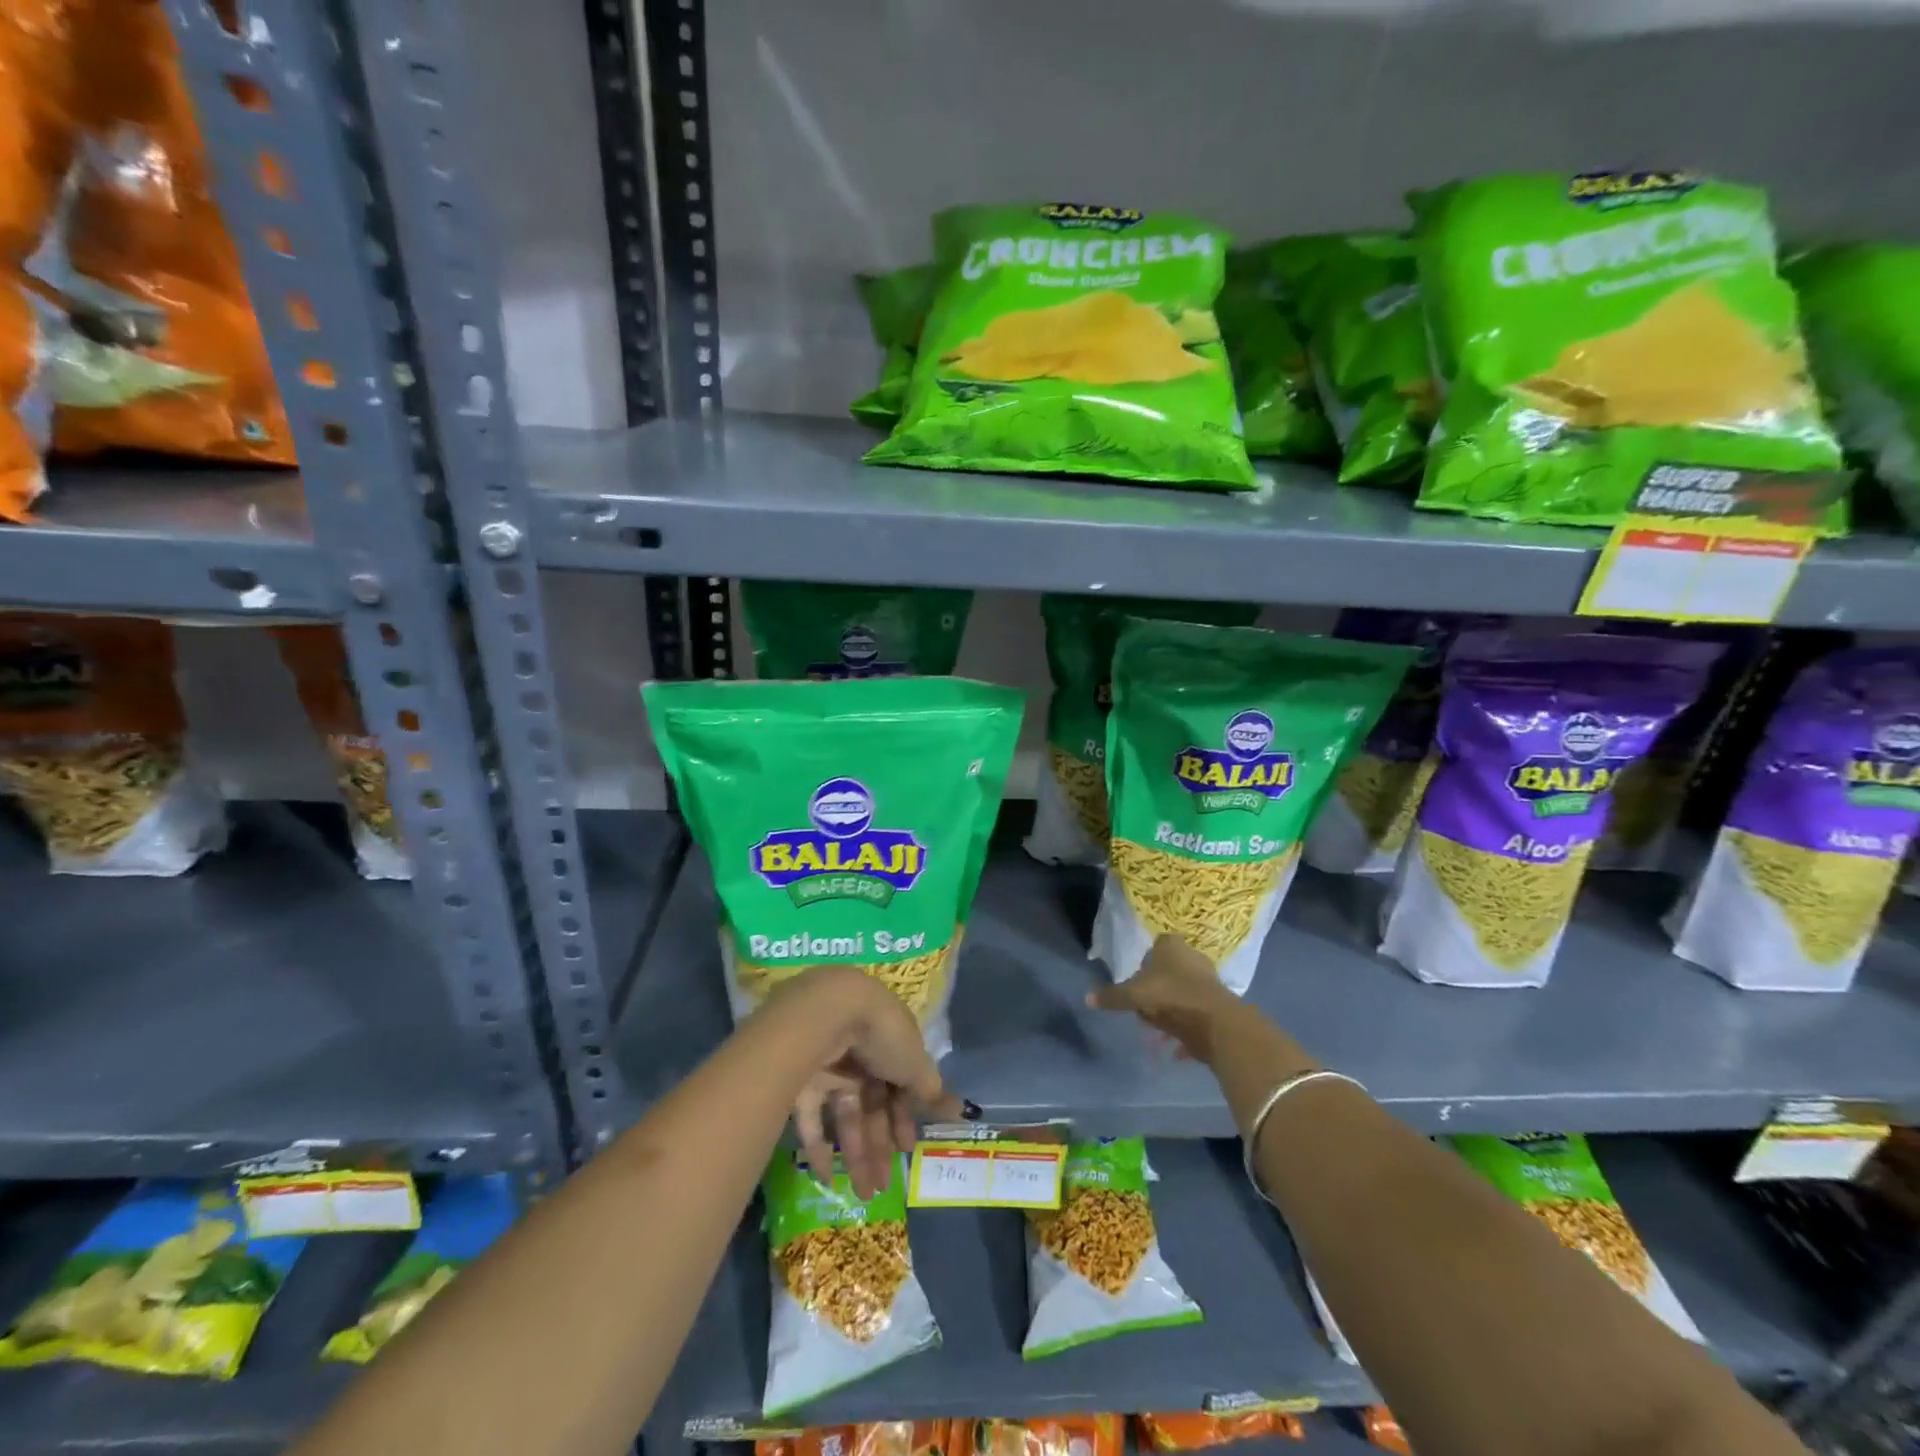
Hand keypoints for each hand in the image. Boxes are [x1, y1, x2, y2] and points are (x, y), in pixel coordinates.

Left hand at [767, 966, 963, 1198]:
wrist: (829, 1013)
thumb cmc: (882, 1034)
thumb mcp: (915, 1062)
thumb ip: (931, 1089)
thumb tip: (959, 1110)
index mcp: (888, 1046)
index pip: (898, 1087)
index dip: (903, 1119)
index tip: (907, 1149)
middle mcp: (859, 1057)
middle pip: (871, 1107)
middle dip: (879, 1147)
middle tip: (883, 1188)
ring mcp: (829, 1069)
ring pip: (845, 1117)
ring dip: (855, 1155)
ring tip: (863, 1193)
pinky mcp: (801, 1081)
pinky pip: (811, 1119)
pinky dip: (818, 1148)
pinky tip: (826, 1178)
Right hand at [1088, 933, 1241, 1061]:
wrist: (1215, 1021)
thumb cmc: (1170, 995)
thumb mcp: (1133, 996)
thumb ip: (1111, 996)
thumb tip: (1087, 998)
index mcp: (1171, 946)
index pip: (1156, 945)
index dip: (1144, 963)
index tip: (1136, 982)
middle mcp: (1192, 956)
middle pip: (1170, 969)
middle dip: (1157, 988)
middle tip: (1144, 1006)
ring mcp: (1208, 979)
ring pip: (1182, 991)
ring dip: (1171, 1008)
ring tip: (1158, 1027)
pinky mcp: (1219, 1002)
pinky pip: (1195, 1012)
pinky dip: (1186, 1025)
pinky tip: (1175, 1043)